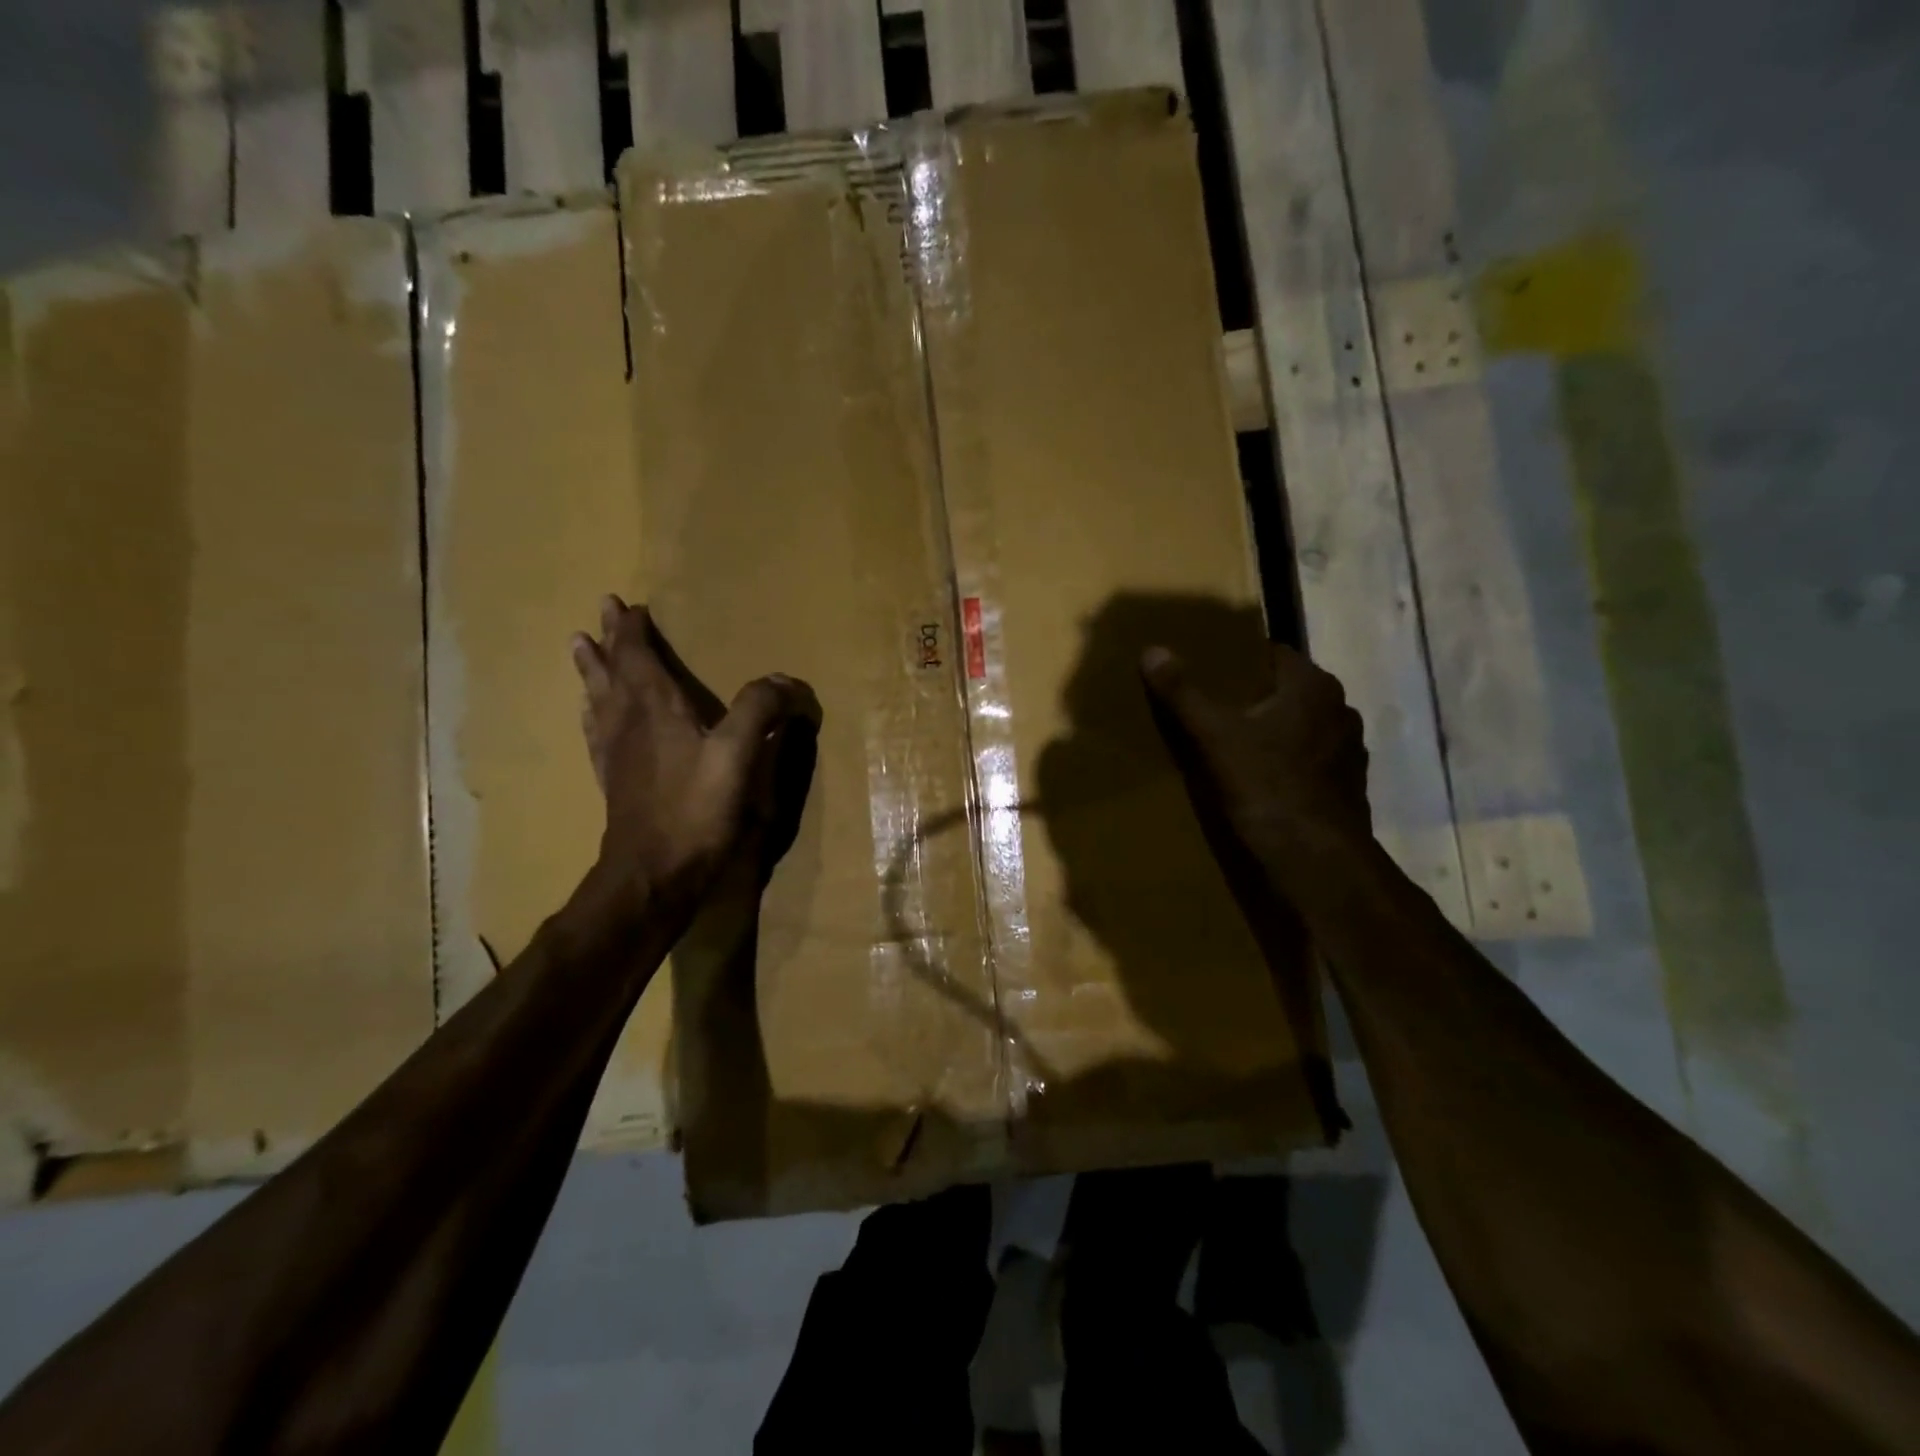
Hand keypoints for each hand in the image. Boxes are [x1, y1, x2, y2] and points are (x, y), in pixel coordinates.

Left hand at [572, 596, 820, 908]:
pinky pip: (597, 734)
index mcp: (655, 709)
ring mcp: (616, 754)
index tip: (629, 606)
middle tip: (600, 613)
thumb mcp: (738, 755)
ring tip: (579, 648)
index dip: (635, 632)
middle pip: (614, 672)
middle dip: (610, 641)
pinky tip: (590, 716)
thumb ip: (760, 711)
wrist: (653, 872)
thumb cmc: (696, 809)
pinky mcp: (614, 781)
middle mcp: (628, 723)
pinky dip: (592, 713)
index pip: (639, 658)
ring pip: (599, 699)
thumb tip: (785, 680)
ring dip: (592, 671)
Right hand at [1140, 642, 1370, 876]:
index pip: (1274, 653)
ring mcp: (1348, 751)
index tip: (1209, 668)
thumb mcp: (1213, 736)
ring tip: (1232, 743)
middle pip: (1287, 691)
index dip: (1240, 658)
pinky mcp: (1346, 787)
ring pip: (1300, 727)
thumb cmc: (1267, 785)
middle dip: (1252, 696)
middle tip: (1211, 705)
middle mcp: (1340, 710)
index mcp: (1314, 686)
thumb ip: (1183, 692)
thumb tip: (1152, 650)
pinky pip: (1308, 762)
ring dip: (1272, 731)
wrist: (1315, 859)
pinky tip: (1259, 779)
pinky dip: (1286, 763)